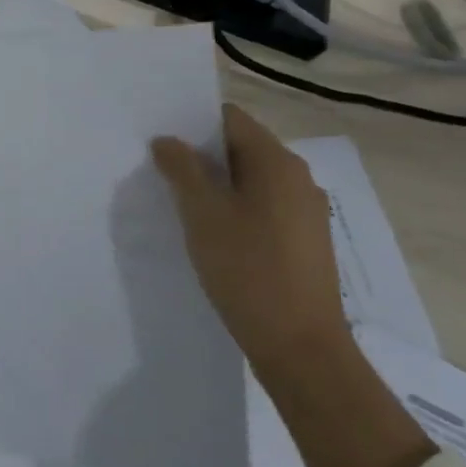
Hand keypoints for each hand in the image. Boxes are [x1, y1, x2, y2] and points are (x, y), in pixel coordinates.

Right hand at [152, 104, 349, 372]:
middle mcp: (298, 179)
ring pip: (251, 180)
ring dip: (216, 184)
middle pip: (241, 148)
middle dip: (201, 155)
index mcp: (278, 163)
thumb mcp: (203, 214)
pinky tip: (210, 232)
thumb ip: (182, 169)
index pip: (230, 119)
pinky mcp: (305, 241)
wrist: (301, 347)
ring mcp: (306, 212)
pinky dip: (235, 208)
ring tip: (179, 201)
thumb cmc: (248, 270)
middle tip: (160, 168)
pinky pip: (263, 207)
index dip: (193, 122)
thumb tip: (168, 140)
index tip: (160, 136)